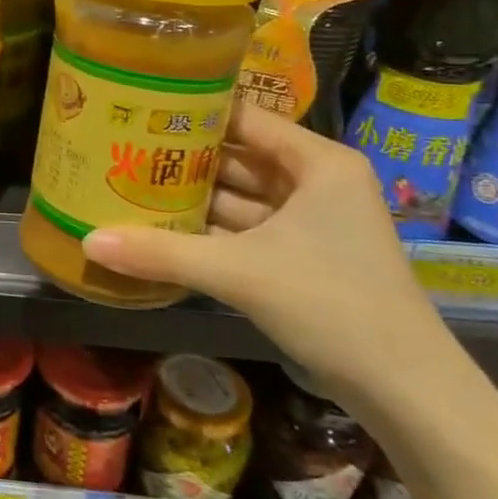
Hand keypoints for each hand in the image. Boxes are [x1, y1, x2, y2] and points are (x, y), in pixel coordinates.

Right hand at [80, 103, 456, 408]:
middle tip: (123, 146)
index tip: (139, 107)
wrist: (407, 391)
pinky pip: (246, 228)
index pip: (244, 117)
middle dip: (183, 156)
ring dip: (192, 196)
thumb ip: (162, 253)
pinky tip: (161, 227)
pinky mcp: (303, 255)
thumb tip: (89, 241)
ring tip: (130, 182)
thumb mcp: (240, 272)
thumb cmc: (333, 305)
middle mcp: (316, 182)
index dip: (193, 111)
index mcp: (317, 163)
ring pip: (239, 196)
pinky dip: (209, 229)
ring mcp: (311, 221)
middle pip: (238, 156)